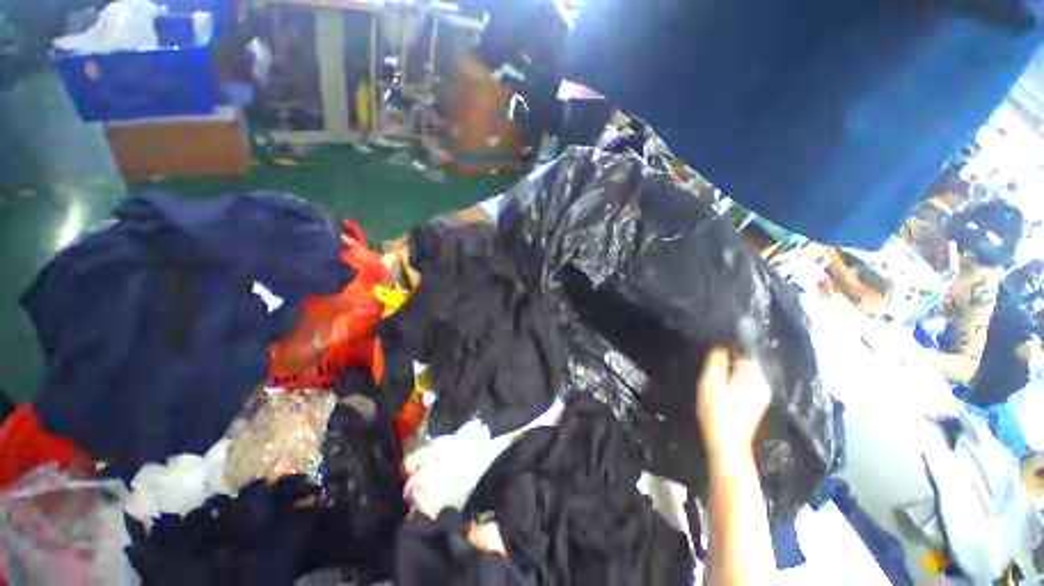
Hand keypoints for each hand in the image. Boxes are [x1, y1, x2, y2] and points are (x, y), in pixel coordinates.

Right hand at [697, 348, 771, 459]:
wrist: (728, 444)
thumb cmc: (716, 412)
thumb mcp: (709, 383)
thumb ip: (715, 362)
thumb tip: (719, 346)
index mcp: (752, 375)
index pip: (743, 351)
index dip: (727, 348)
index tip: (711, 350)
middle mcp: (762, 382)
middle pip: (747, 361)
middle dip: (730, 357)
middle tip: (710, 362)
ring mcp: (762, 393)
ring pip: (747, 371)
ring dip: (733, 368)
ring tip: (715, 373)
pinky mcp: (758, 402)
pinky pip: (748, 381)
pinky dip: (736, 378)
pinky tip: (724, 385)